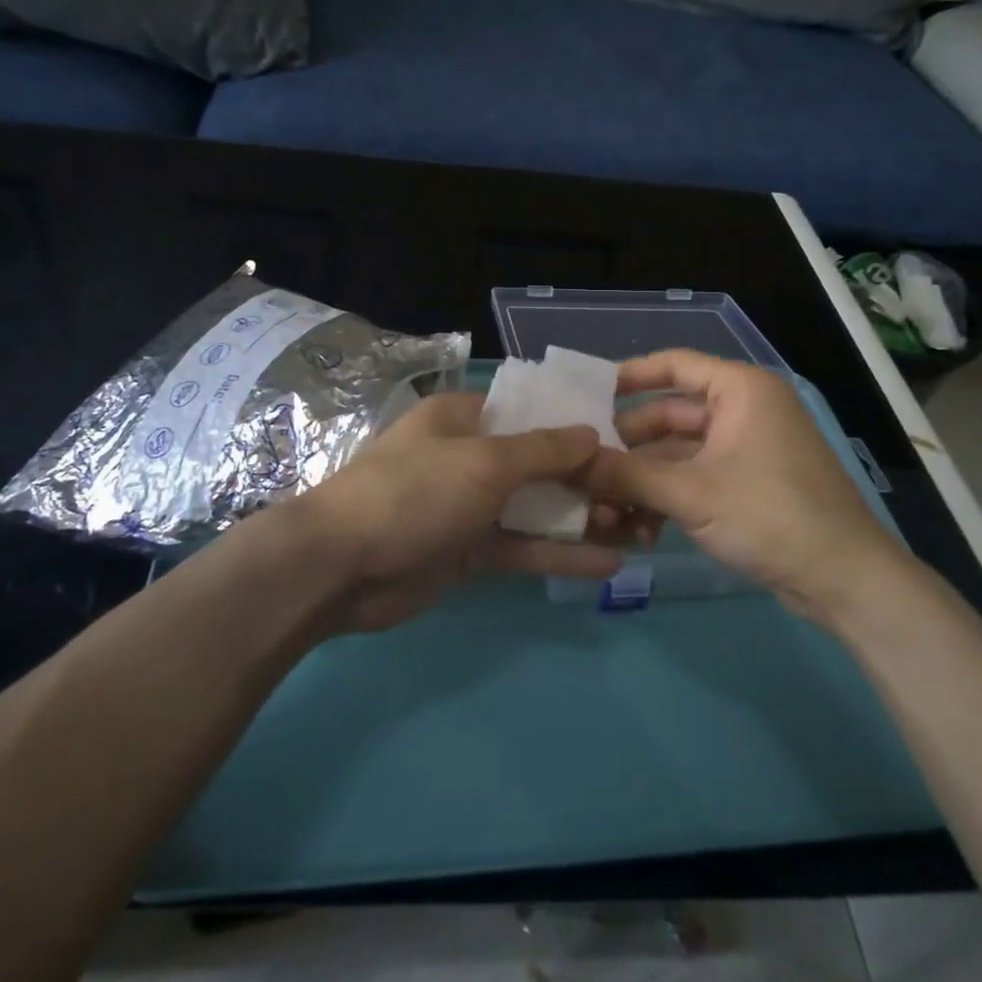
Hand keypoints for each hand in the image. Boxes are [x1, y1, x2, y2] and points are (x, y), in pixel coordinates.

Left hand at [300, 391, 622, 632]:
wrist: (340, 567)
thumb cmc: (414, 492)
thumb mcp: (484, 462)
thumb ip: (542, 450)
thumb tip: (592, 433)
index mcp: (463, 419)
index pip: (529, 414)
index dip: (574, 425)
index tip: (623, 439)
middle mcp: (468, 457)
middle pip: (537, 464)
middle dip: (587, 478)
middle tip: (640, 494)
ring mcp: (468, 507)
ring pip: (534, 508)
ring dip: (580, 519)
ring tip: (637, 530)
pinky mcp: (468, 552)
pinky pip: (521, 548)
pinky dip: (558, 555)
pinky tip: (608, 564)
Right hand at [583, 350, 902, 618]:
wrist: (844, 579)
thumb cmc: (769, 515)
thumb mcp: (690, 493)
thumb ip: (625, 474)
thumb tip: (570, 463)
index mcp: (740, 390)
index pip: (673, 365)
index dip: (627, 376)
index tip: (584, 394)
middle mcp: (744, 409)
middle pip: (669, 414)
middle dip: (628, 443)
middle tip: (585, 464)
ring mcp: (748, 447)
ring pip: (679, 451)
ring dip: (644, 477)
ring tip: (606, 505)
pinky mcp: (749, 481)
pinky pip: (696, 475)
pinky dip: (669, 495)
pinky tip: (641, 527)